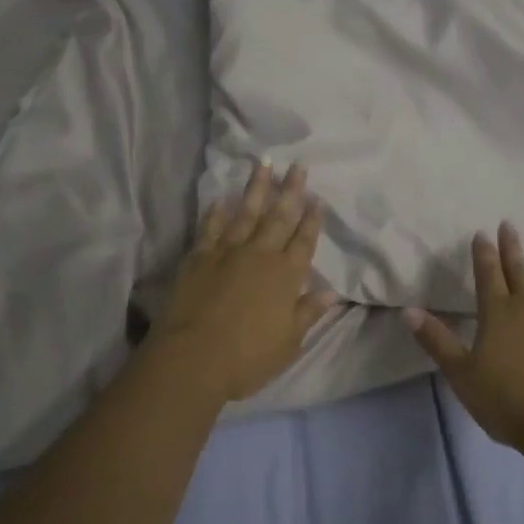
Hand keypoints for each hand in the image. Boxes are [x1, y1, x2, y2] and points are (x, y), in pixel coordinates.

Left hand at [143, 162, 339, 408]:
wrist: (193, 359)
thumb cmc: (248, 358)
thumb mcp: (289, 342)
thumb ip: (308, 312)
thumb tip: (330, 292)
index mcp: (286, 275)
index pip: (304, 241)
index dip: (312, 220)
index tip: (317, 199)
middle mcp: (260, 255)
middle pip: (279, 217)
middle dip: (290, 191)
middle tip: (297, 166)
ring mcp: (227, 252)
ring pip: (246, 213)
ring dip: (256, 188)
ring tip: (264, 164)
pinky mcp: (199, 257)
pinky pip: (210, 228)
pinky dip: (217, 213)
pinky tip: (221, 199)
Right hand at [406, 222, 523, 449]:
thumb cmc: (506, 400)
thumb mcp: (461, 373)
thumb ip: (436, 340)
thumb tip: (408, 310)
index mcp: (497, 314)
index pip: (487, 276)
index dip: (483, 254)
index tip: (482, 232)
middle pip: (519, 271)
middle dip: (513, 247)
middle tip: (510, 223)